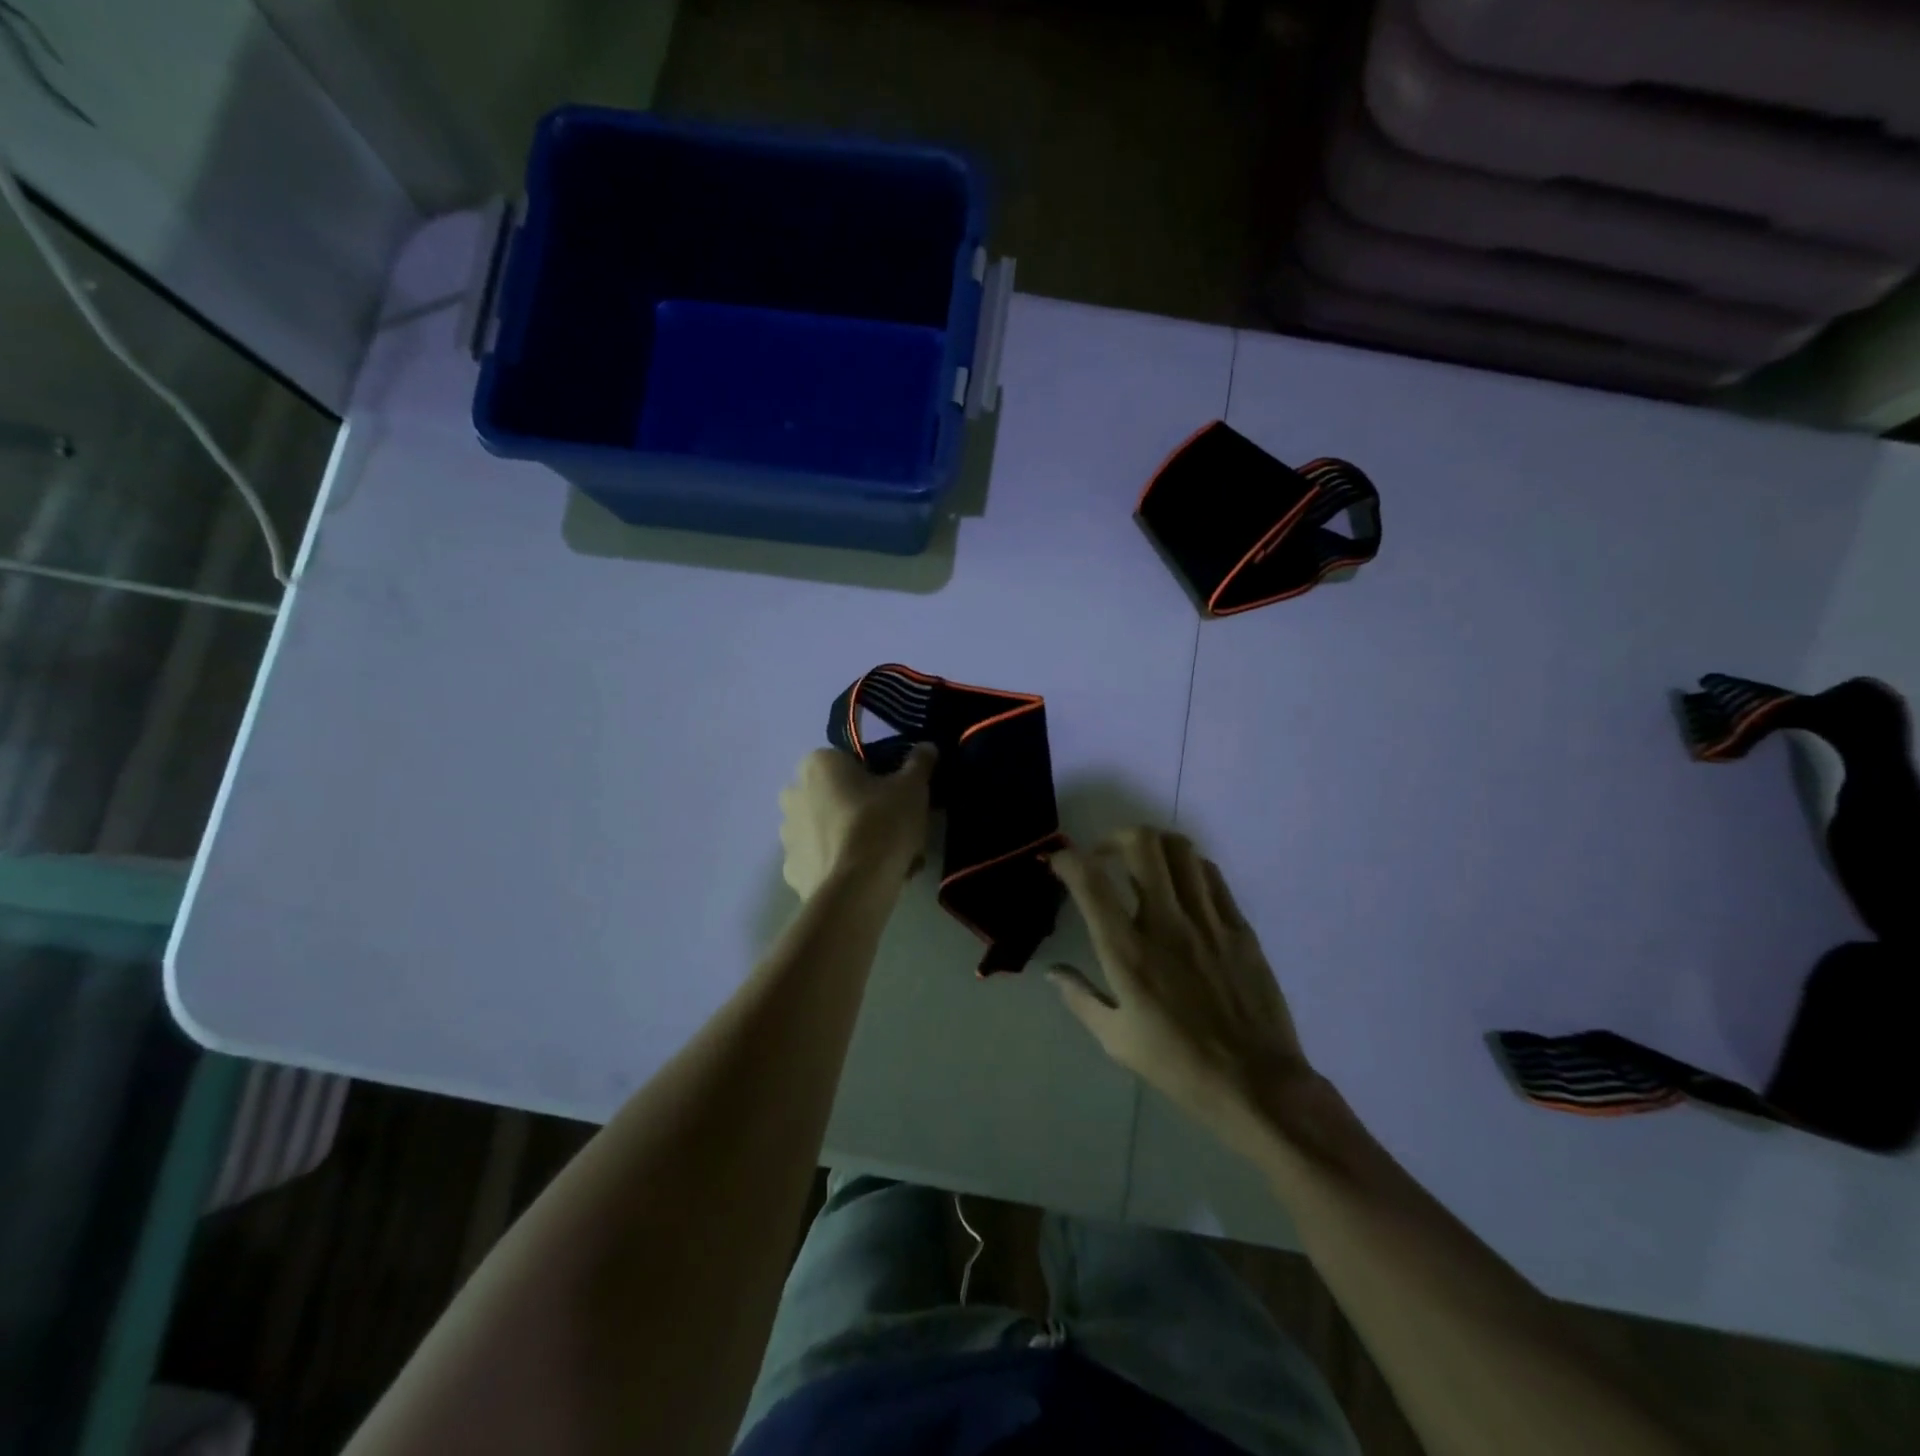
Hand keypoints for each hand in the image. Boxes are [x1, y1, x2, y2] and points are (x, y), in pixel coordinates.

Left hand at [779, 746, 936, 899]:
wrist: (856, 888)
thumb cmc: (882, 824)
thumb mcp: (912, 788)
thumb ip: (918, 763)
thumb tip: (927, 746)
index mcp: (818, 764)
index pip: (848, 761)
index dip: (875, 777)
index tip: (895, 796)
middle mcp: (794, 793)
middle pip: (833, 794)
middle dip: (856, 806)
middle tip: (890, 825)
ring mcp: (786, 835)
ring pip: (825, 828)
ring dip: (846, 836)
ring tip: (882, 857)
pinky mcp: (790, 870)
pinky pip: (819, 860)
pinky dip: (837, 864)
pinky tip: (864, 876)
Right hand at [1048, 829, 1314, 1153]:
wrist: (1257, 1084)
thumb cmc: (1178, 1064)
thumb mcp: (1116, 1039)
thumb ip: (1080, 997)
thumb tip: (1052, 971)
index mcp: (1128, 952)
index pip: (1090, 882)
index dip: (1067, 858)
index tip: (1058, 860)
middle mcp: (1166, 924)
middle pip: (1142, 845)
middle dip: (1114, 836)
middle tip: (1104, 855)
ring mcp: (1208, 921)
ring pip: (1181, 850)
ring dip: (1153, 845)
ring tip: (1142, 862)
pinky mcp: (1239, 927)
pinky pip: (1212, 875)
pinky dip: (1188, 866)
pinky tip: (1181, 884)